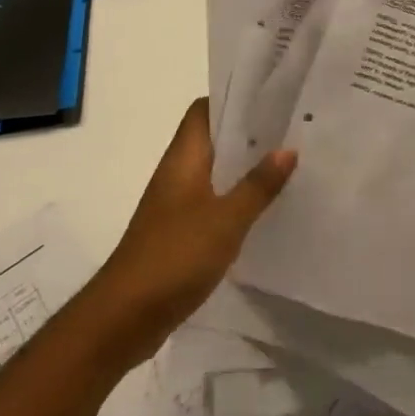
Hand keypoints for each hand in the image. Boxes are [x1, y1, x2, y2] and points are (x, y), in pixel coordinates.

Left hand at [83, 99, 295, 370]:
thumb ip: (258, 185)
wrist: (123, 317)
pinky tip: (263, 209)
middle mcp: (178, 172)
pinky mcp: (178, 232)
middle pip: (213, 139)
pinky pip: (212, 202)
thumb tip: (288, 149)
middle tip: (291, 130)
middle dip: (248, 134)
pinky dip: (235, 199)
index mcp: (184, 157)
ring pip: (215, 171)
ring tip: (286, 165)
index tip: (271, 98)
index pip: (204, 110)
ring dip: (244, 168)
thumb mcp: (226, 220)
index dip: (234, 99)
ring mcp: (176, 204)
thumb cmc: (174, 256)